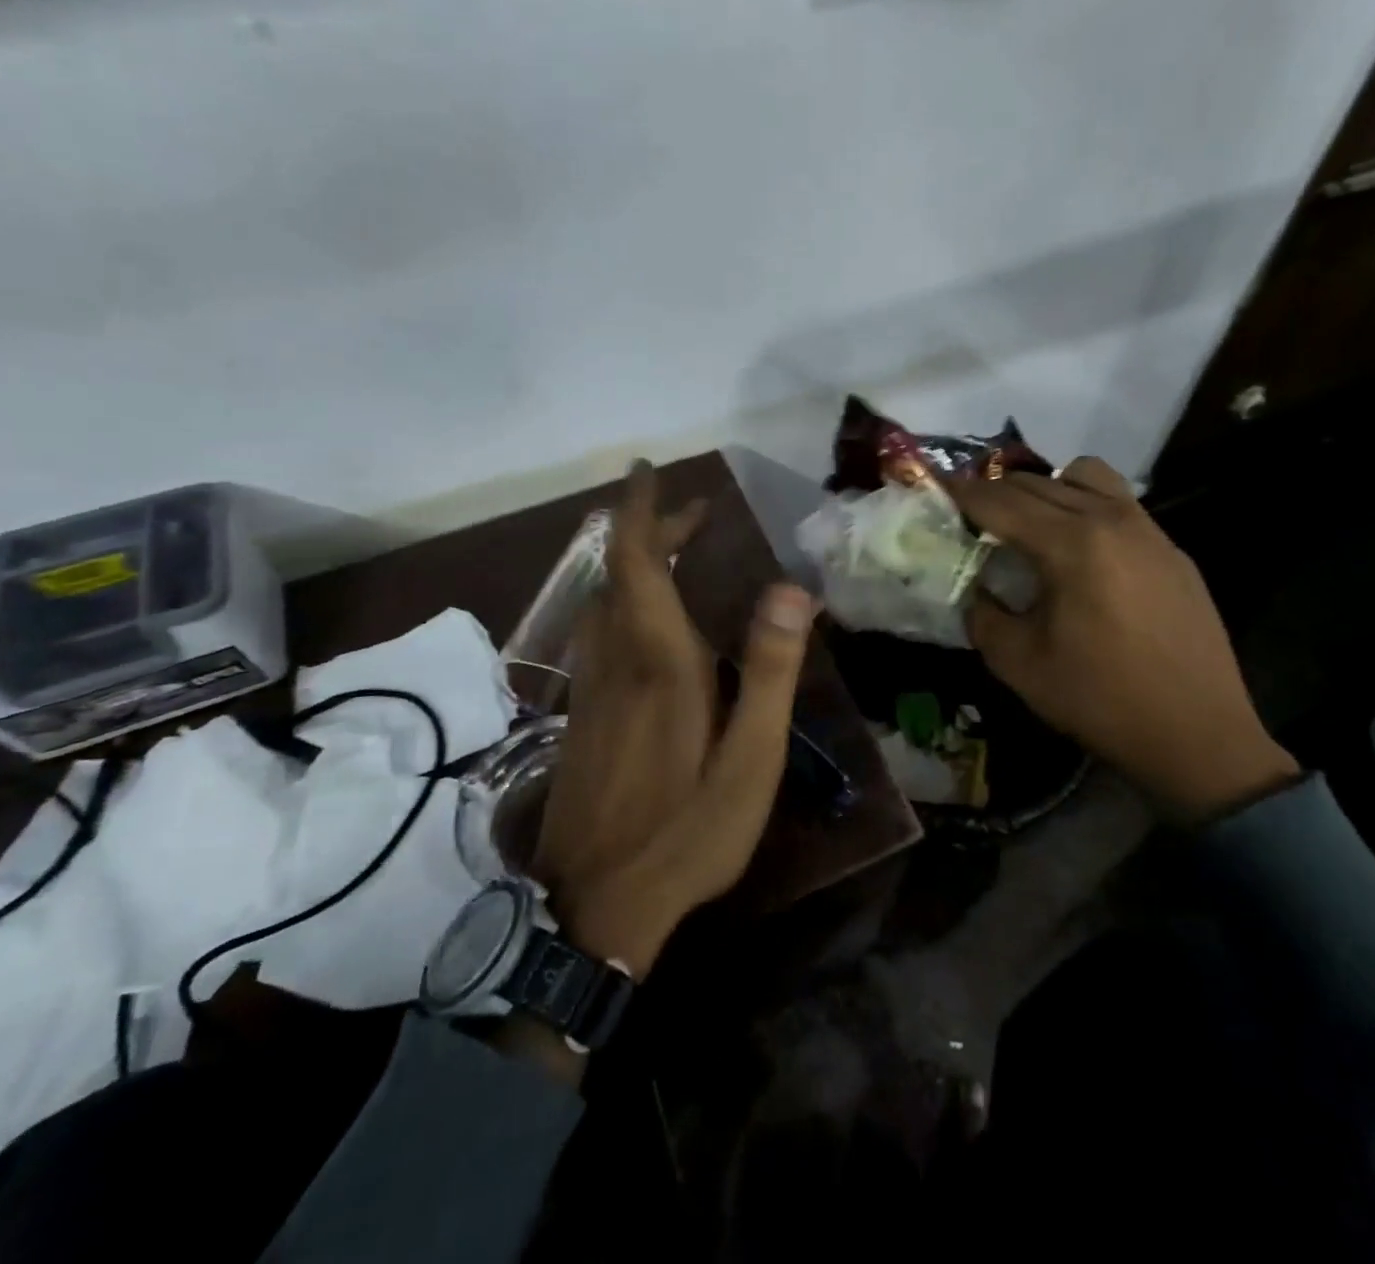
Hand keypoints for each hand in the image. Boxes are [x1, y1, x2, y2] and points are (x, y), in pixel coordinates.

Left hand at [532, 461, 816, 977]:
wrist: (597, 906)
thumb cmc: (687, 831)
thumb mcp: (750, 758)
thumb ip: (770, 671)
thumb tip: (792, 588)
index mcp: (658, 662)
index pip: (638, 562)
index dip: (641, 510)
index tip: (648, 469)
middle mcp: (615, 661)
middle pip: (621, 574)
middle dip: (651, 532)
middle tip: (695, 513)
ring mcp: (591, 690)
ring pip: (605, 604)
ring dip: (637, 567)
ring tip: (678, 555)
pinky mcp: (581, 717)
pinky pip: (599, 634)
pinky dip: (624, 603)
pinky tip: (649, 623)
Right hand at [950, 457, 1298, 825]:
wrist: (1198, 735)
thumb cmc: (1100, 700)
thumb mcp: (1018, 664)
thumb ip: (983, 615)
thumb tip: (977, 589)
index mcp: (1072, 545)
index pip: (1001, 502)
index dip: (961, 494)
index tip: (935, 490)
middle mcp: (1112, 520)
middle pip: (1038, 482)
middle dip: (996, 491)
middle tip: (970, 515)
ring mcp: (1149, 531)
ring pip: (1086, 477)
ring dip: (1046, 488)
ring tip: (1030, 524)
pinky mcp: (1172, 550)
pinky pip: (1119, 504)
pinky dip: (1085, 507)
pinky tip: (1080, 552)